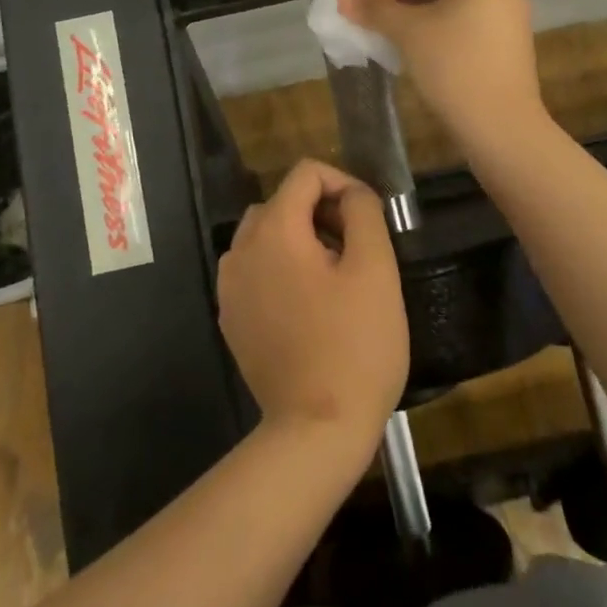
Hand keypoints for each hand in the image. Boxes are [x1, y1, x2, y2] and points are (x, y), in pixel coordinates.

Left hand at [217, 160, 407, 445]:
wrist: (315, 432)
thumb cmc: (354, 346)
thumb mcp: (376, 270)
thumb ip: (364, 213)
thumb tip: (351, 193)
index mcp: (273, 229)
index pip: (306, 173)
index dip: (342, 183)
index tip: (367, 218)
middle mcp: (240, 248)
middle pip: (283, 202)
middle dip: (320, 213)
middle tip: (355, 251)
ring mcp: (230, 285)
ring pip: (266, 235)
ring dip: (300, 240)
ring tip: (334, 279)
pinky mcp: (230, 317)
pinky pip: (256, 270)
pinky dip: (280, 270)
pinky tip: (308, 307)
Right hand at [342, 0, 548, 156]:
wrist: (500, 126)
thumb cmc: (453, 64)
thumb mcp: (407, 32)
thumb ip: (374, 10)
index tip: (366, 7)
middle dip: (401, 0)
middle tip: (373, 21)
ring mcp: (508, 17)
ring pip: (450, 6)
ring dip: (416, 18)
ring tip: (389, 38)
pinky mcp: (507, 46)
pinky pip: (465, 26)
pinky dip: (437, 33)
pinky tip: (416, 54)